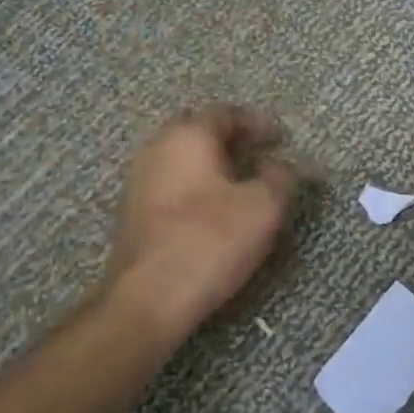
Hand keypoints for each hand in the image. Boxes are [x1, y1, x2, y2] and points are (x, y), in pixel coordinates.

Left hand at [106, 105, 299, 332]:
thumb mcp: (263, 207)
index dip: (257, 123)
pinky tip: (215, 209)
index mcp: (187, 135)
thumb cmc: (209, 241)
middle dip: (232, 140)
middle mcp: (157, 148)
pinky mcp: (133, 213)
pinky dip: (197, 186)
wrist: (148, 299)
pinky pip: (172, 184)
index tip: (280, 138)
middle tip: (261, 155)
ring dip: (213, 164)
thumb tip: (280, 164)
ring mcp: (139, 180)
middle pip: (199, 131)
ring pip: (182, 159)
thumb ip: (280, 177)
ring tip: (243, 184)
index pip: (225, 113)